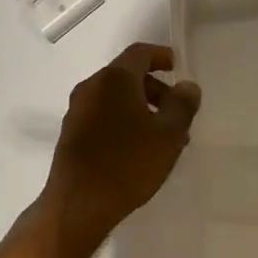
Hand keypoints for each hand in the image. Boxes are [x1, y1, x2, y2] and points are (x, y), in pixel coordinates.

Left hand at [39, 43, 201, 255]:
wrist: (77, 205)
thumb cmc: (127, 164)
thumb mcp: (168, 135)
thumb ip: (182, 105)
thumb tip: (187, 85)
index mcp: (115, 78)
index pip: (140, 52)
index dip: (161, 55)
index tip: (178, 67)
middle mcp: (92, 86)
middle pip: (127, 75)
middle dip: (154, 88)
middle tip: (176, 111)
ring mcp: (77, 110)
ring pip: (114, 97)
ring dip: (140, 107)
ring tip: (161, 136)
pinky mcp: (70, 133)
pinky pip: (102, 114)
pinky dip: (122, 120)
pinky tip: (136, 149)